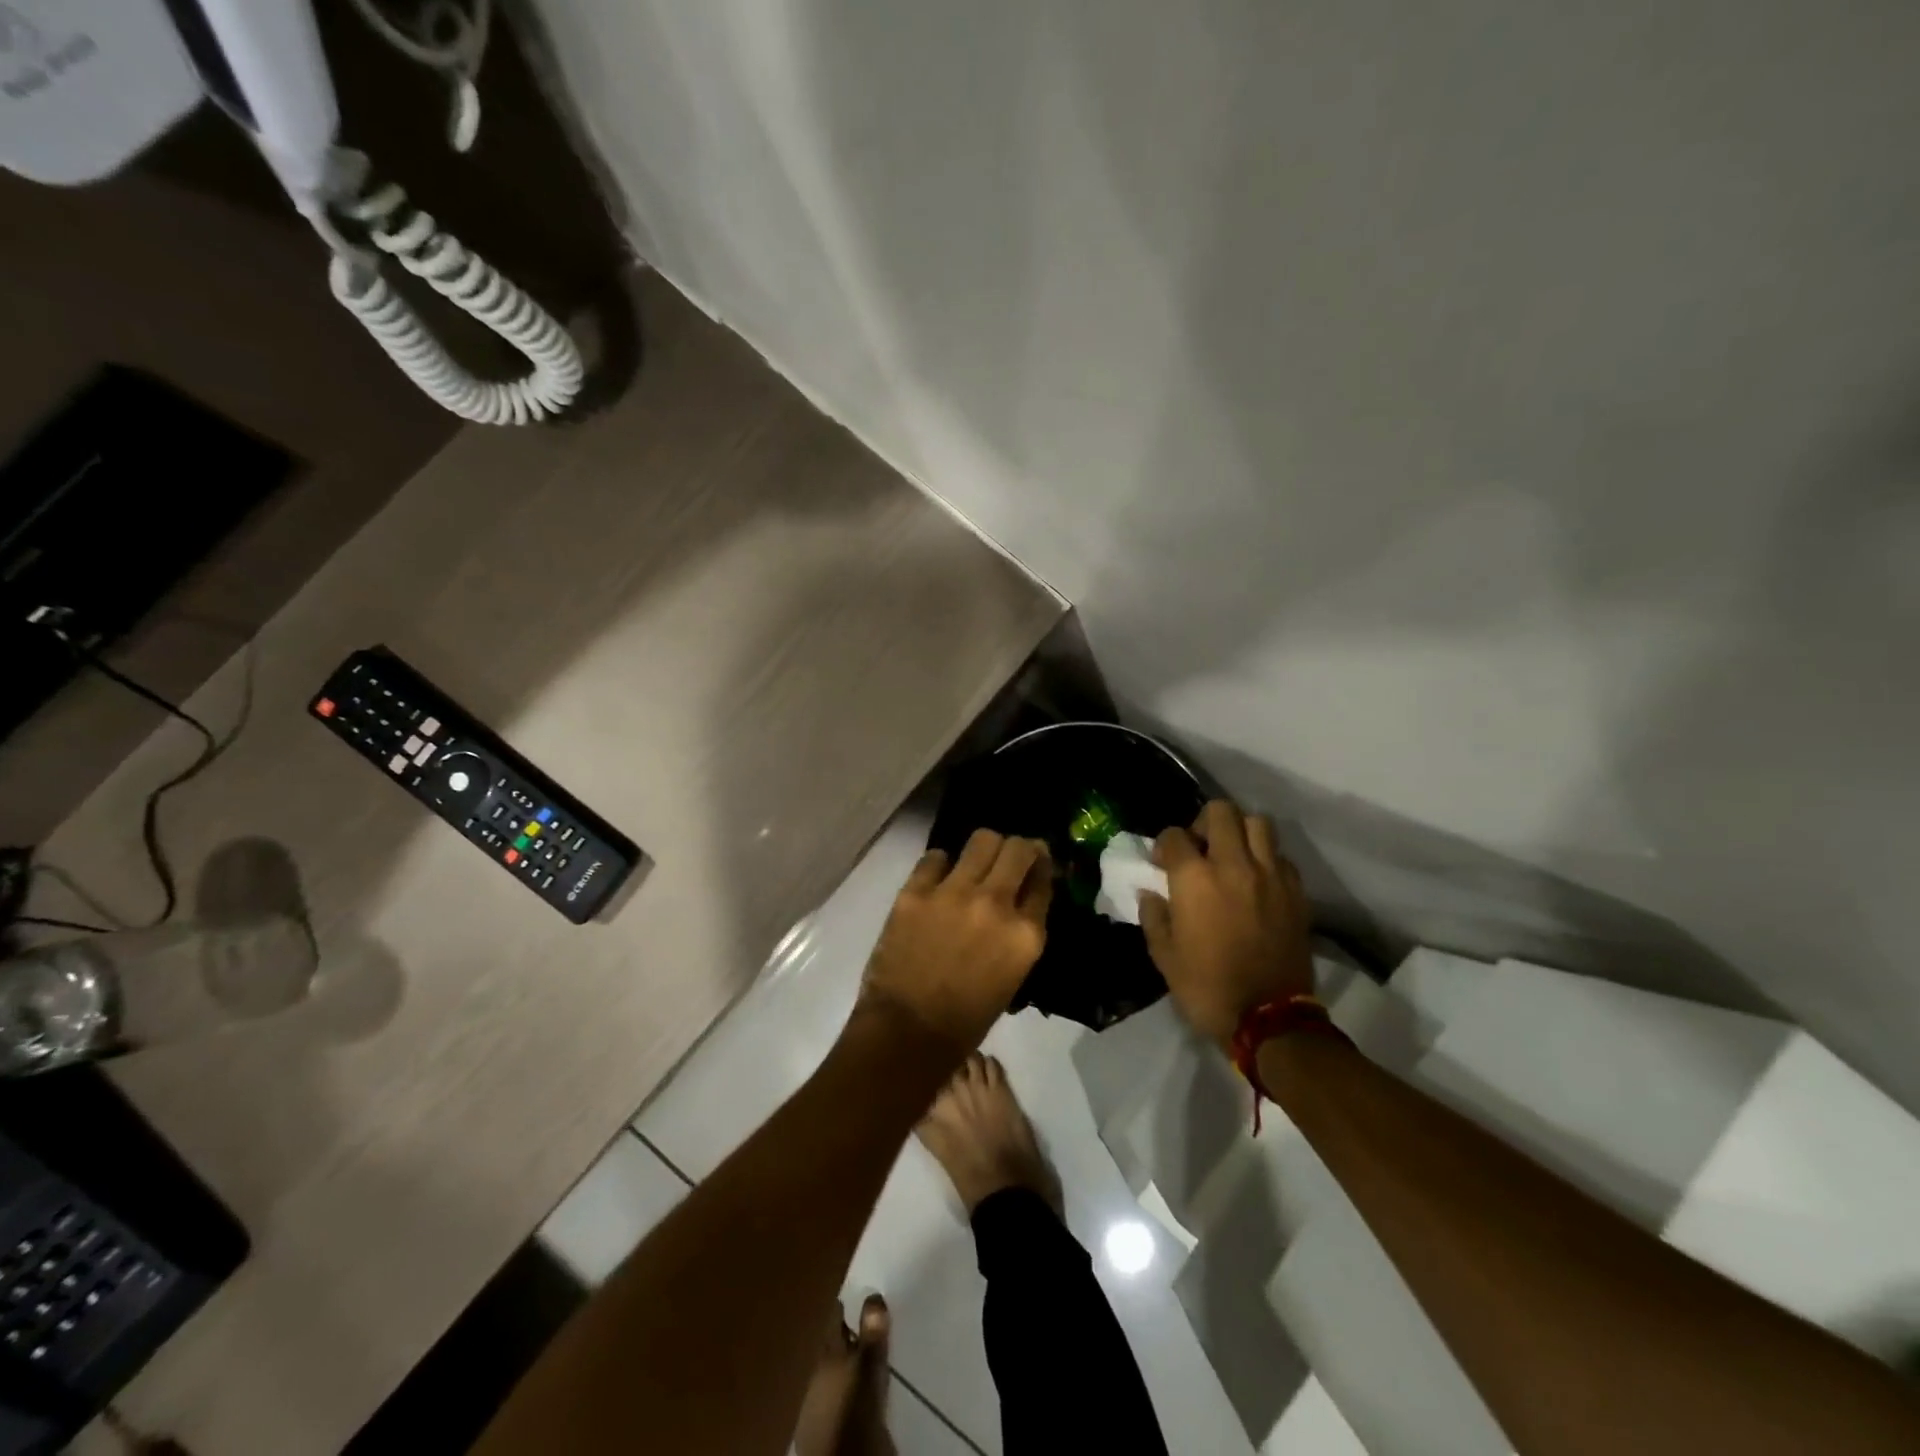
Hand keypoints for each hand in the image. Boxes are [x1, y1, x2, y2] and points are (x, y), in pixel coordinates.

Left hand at [858, 830, 1052, 1052]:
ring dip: (984, 849)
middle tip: (1009, 857)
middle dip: (1019, 848)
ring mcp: (954, 893)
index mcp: (1026, 934)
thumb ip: (1021, 931)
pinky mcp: (916, 891)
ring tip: (975, 862)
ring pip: (982, 839)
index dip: (1040, 869)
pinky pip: (935, 856)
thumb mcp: (1013, 974)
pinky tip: (938, 880)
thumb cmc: (967, 1017)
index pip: (1043, 880)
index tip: (1034, 866)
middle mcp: (996, 904)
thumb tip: (1020, 901)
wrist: (908, 1032)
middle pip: (1018, 848)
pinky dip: (940, 865)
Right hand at [1138, 800, 1312, 1047]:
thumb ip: (1154, 916)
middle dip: (1203, 822)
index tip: (1161, 864)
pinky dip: (1266, 858)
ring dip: (1240, 832)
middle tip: (1199, 848)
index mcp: (1194, 879)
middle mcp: (1233, 865)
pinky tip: (1258, 880)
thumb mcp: (1164, 956)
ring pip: (1258, 823)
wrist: (1269, 1019)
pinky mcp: (1296, 892)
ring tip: (1232, 856)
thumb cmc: (1206, 988)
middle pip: (1220, 812)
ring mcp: (1270, 876)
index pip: (1174, 835)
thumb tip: (1151, 893)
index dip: (1163, 845)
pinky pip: (1281, 856)